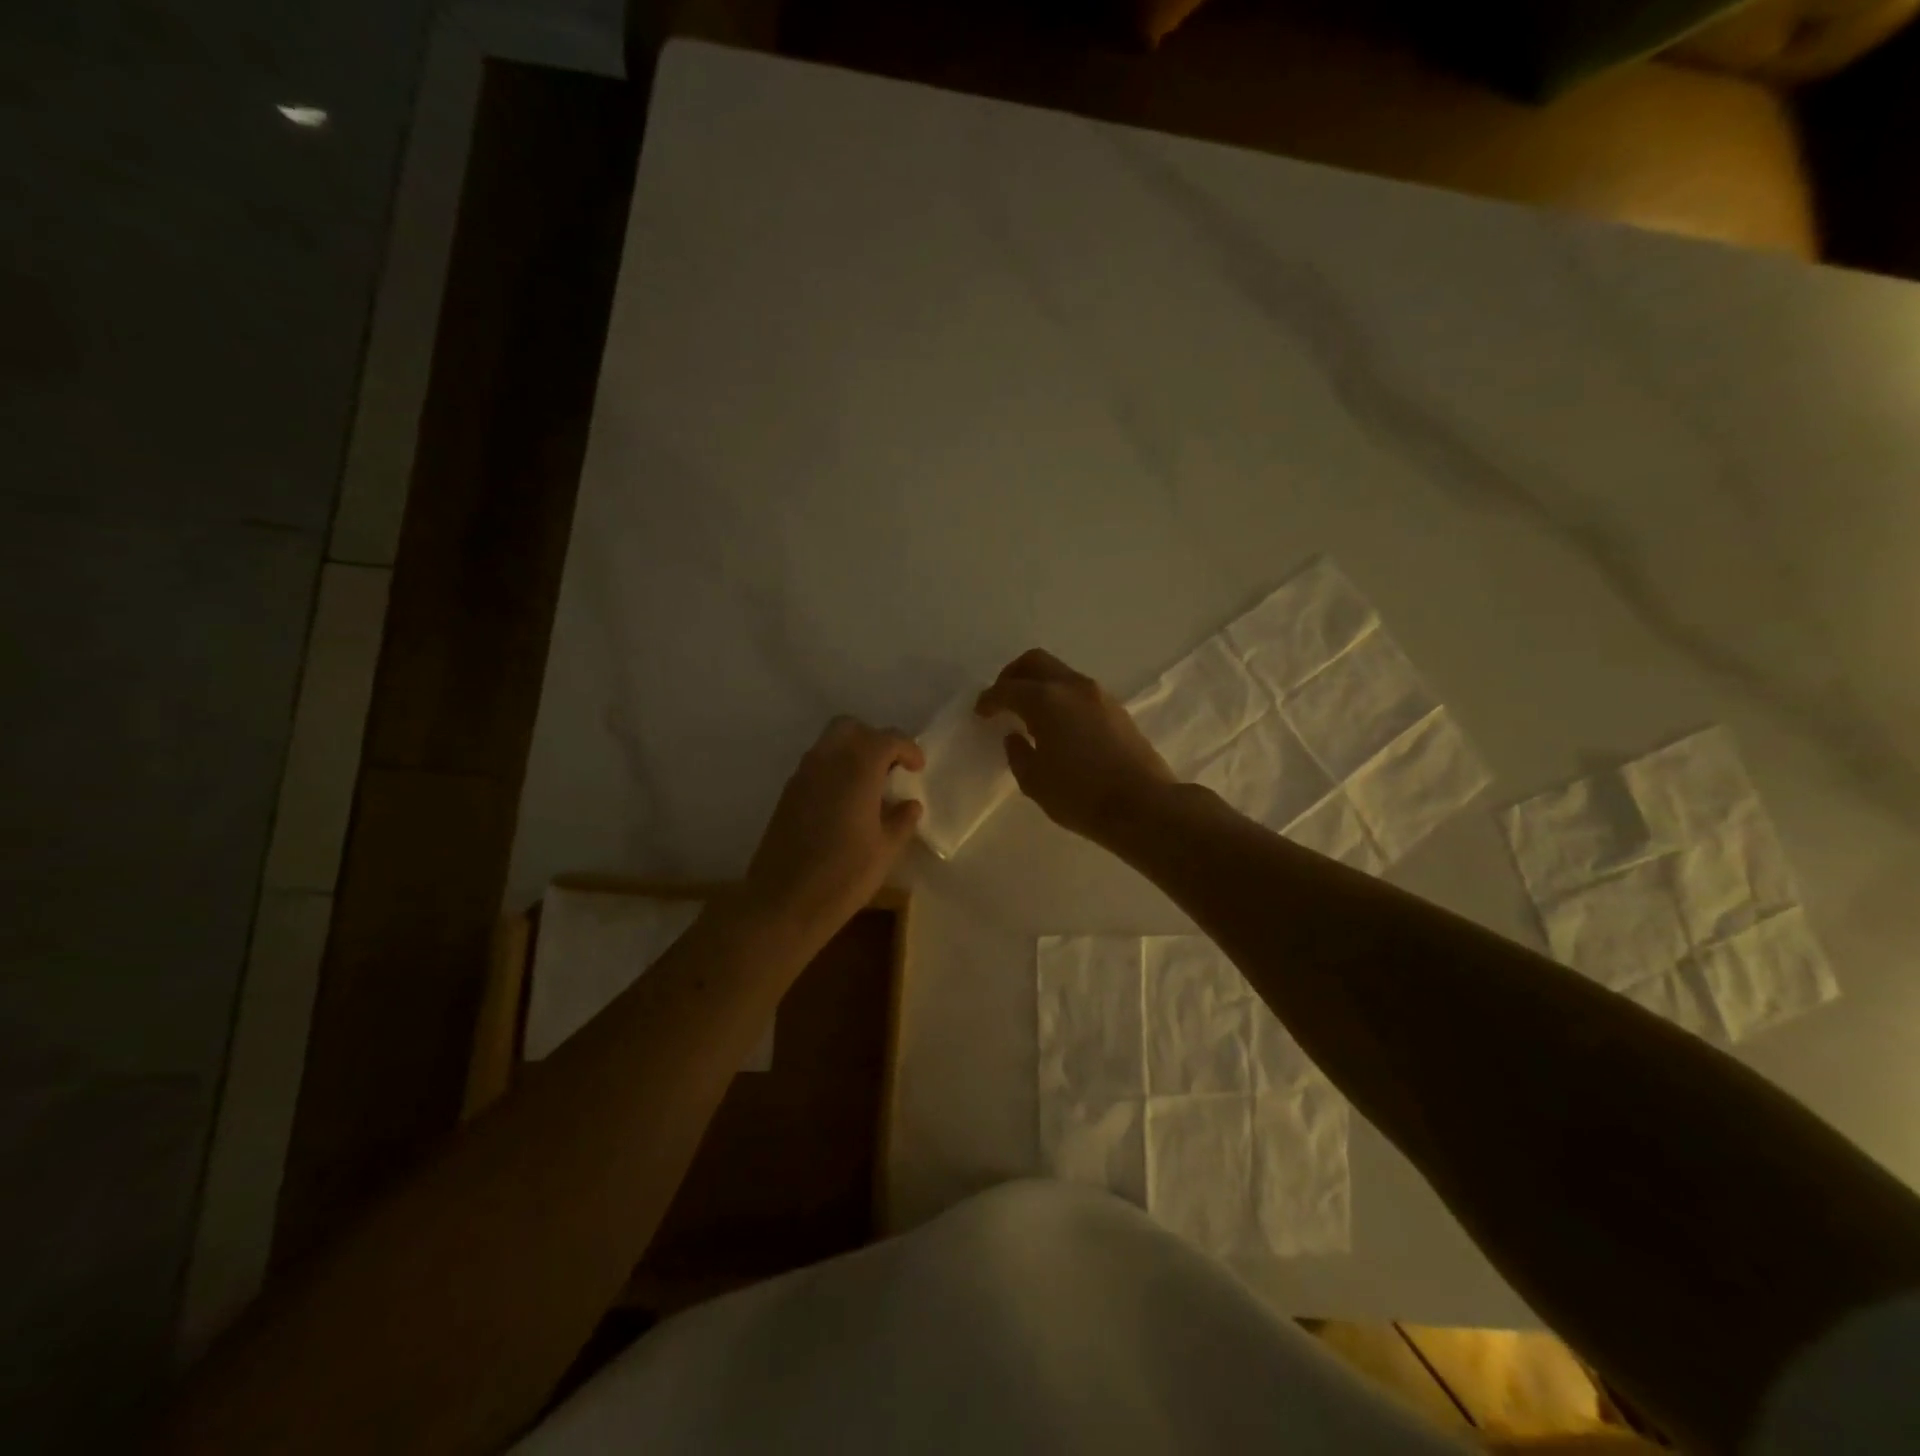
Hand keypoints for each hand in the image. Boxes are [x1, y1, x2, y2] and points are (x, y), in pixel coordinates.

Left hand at [743, 717, 923, 944]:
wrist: (783, 904)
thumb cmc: (843, 877)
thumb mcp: (885, 852)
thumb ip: (901, 821)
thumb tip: (909, 805)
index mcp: (857, 770)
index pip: (886, 739)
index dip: (907, 748)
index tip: (918, 769)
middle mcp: (826, 762)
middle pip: (851, 728)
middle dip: (874, 740)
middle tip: (891, 768)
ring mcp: (802, 776)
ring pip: (829, 743)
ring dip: (852, 752)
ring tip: (870, 785)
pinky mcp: (787, 794)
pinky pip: (815, 765)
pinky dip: (834, 769)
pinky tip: (845, 802)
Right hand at [976, 649, 1175, 845]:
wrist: (1143, 805)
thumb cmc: (1080, 796)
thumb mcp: (1035, 782)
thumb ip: (1018, 754)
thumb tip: (1015, 737)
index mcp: (1045, 700)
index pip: (1008, 689)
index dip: (989, 699)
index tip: (981, 712)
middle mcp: (1072, 687)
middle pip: (1036, 662)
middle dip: (1013, 675)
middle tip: (1002, 698)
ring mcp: (1099, 695)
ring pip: (1061, 673)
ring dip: (1040, 685)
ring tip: (1029, 714)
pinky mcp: (1117, 709)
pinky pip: (1079, 691)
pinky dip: (1061, 697)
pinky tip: (1058, 725)